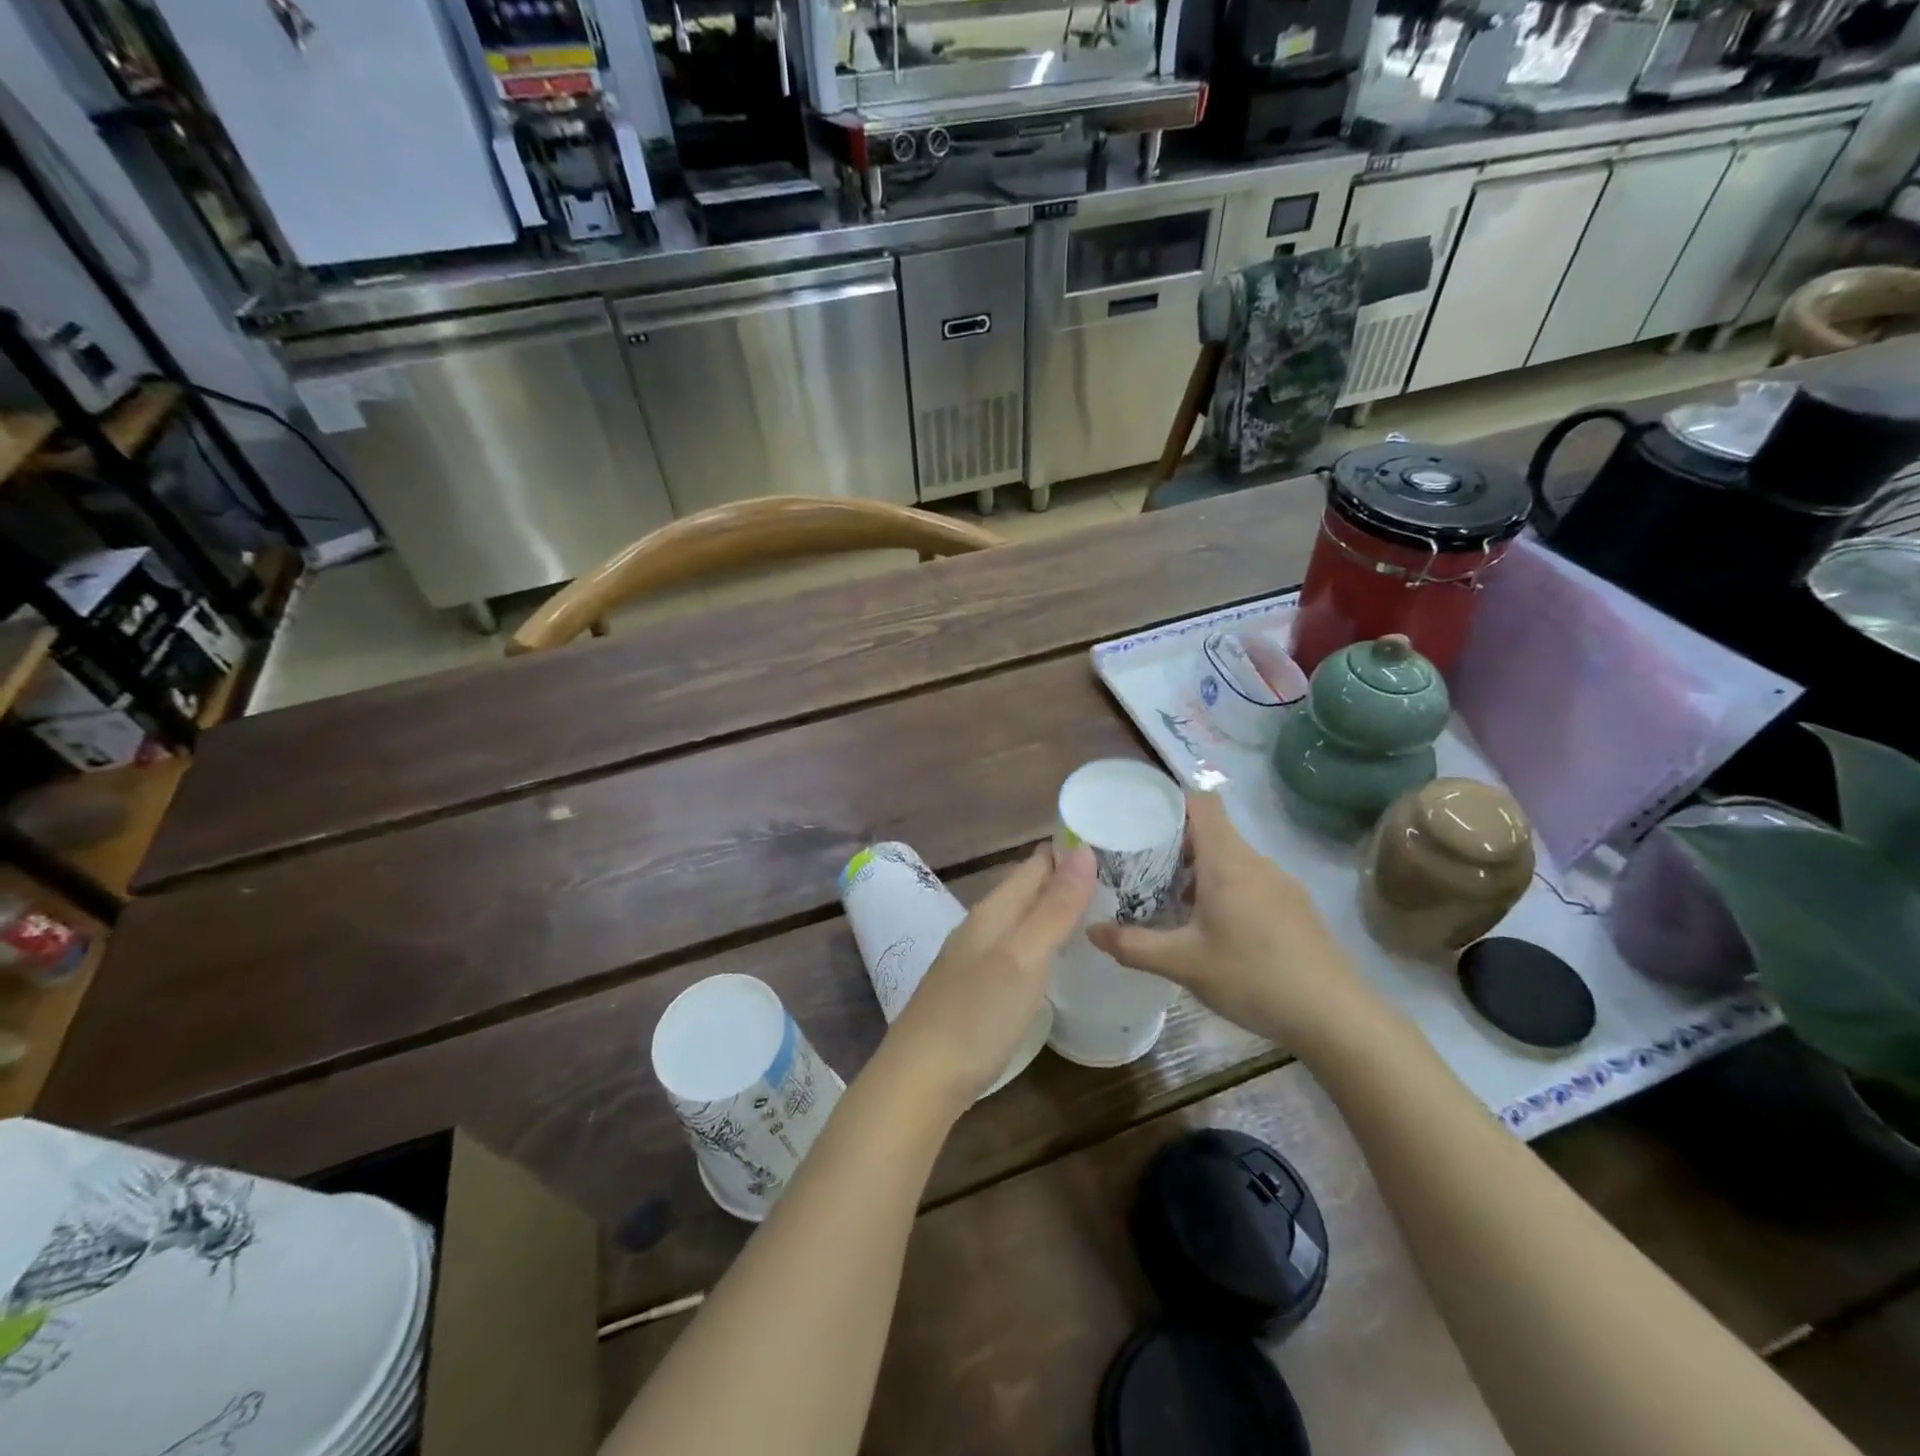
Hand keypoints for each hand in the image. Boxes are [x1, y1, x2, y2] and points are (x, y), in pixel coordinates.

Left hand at [879, 844, 1094, 1114]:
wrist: (920, 1080)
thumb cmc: (976, 1015)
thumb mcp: (1023, 958)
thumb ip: (1053, 907)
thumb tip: (1083, 850)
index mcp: (993, 912)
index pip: (1034, 865)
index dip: (1069, 851)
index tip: (1111, 842)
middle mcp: (981, 928)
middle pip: (1026, 891)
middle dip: (1065, 879)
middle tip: (1118, 879)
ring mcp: (974, 960)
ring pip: (1020, 921)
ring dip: (1052, 911)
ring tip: (1096, 912)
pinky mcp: (975, 991)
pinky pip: (1015, 950)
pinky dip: (1040, 943)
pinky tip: (1055, 958)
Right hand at [1087, 792, 1374, 1051]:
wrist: (1336, 1016)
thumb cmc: (1254, 977)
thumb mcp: (1183, 964)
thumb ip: (1133, 946)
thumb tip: (1091, 931)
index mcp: (1227, 861)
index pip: (1202, 803)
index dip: (1170, 802)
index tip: (1139, 819)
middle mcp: (1255, 862)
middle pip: (1211, 832)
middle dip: (1173, 845)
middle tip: (1140, 870)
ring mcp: (1280, 884)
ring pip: (1231, 859)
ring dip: (1198, 872)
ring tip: (1170, 902)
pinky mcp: (1295, 907)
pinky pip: (1250, 881)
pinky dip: (1224, 890)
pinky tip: (1212, 930)